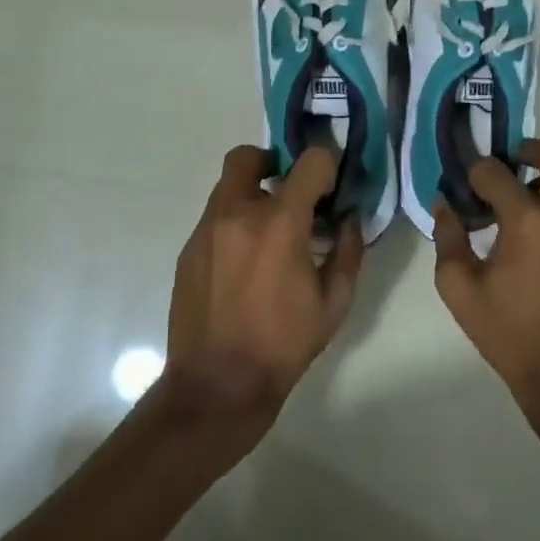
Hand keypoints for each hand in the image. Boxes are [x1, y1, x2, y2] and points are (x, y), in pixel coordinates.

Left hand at [165, 144, 362, 422]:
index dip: (326, 164)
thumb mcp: (335, 302)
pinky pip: (214, 217)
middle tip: (290, 192)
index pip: (309, 162)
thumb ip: (349, 250)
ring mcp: (206, 229)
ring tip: (269, 234)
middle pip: (248, 156)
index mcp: (280, 223)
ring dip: (252, 195)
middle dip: (273, 163)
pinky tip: (245, 262)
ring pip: (227, 186)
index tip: (331, 185)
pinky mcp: (188, 249)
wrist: (218, 384)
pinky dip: (234, 223)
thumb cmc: (284, 344)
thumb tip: (350, 217)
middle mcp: (237, 213)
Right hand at [432, 140, 539, 415]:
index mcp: (530, 220)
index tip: (467, 185)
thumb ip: (448, 238)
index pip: (497, 172)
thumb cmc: (511, 334)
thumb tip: (445, 205)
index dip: (476, 173)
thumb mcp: (460, 289)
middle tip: (506, 167)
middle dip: (528, 151)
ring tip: (523, 201)